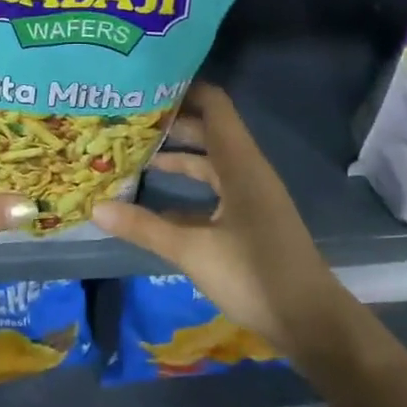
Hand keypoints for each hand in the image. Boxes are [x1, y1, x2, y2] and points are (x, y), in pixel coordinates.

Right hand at [95, 84, 344, 357]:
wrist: (311, 323)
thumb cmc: (255, 275)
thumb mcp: (192, 251)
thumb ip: (144, 227)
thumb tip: (95, 208)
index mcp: (240, 164)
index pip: (214, 105)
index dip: (184, 88)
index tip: (146, 83)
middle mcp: (246, 170)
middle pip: (208, 131)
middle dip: (171, 123)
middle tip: (128, 117)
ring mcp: (250, 196)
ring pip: (209, 162)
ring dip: (177, 156)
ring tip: (133, 153)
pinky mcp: (249, 220)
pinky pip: (213, 191)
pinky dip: (186, 189)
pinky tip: (154, 202)